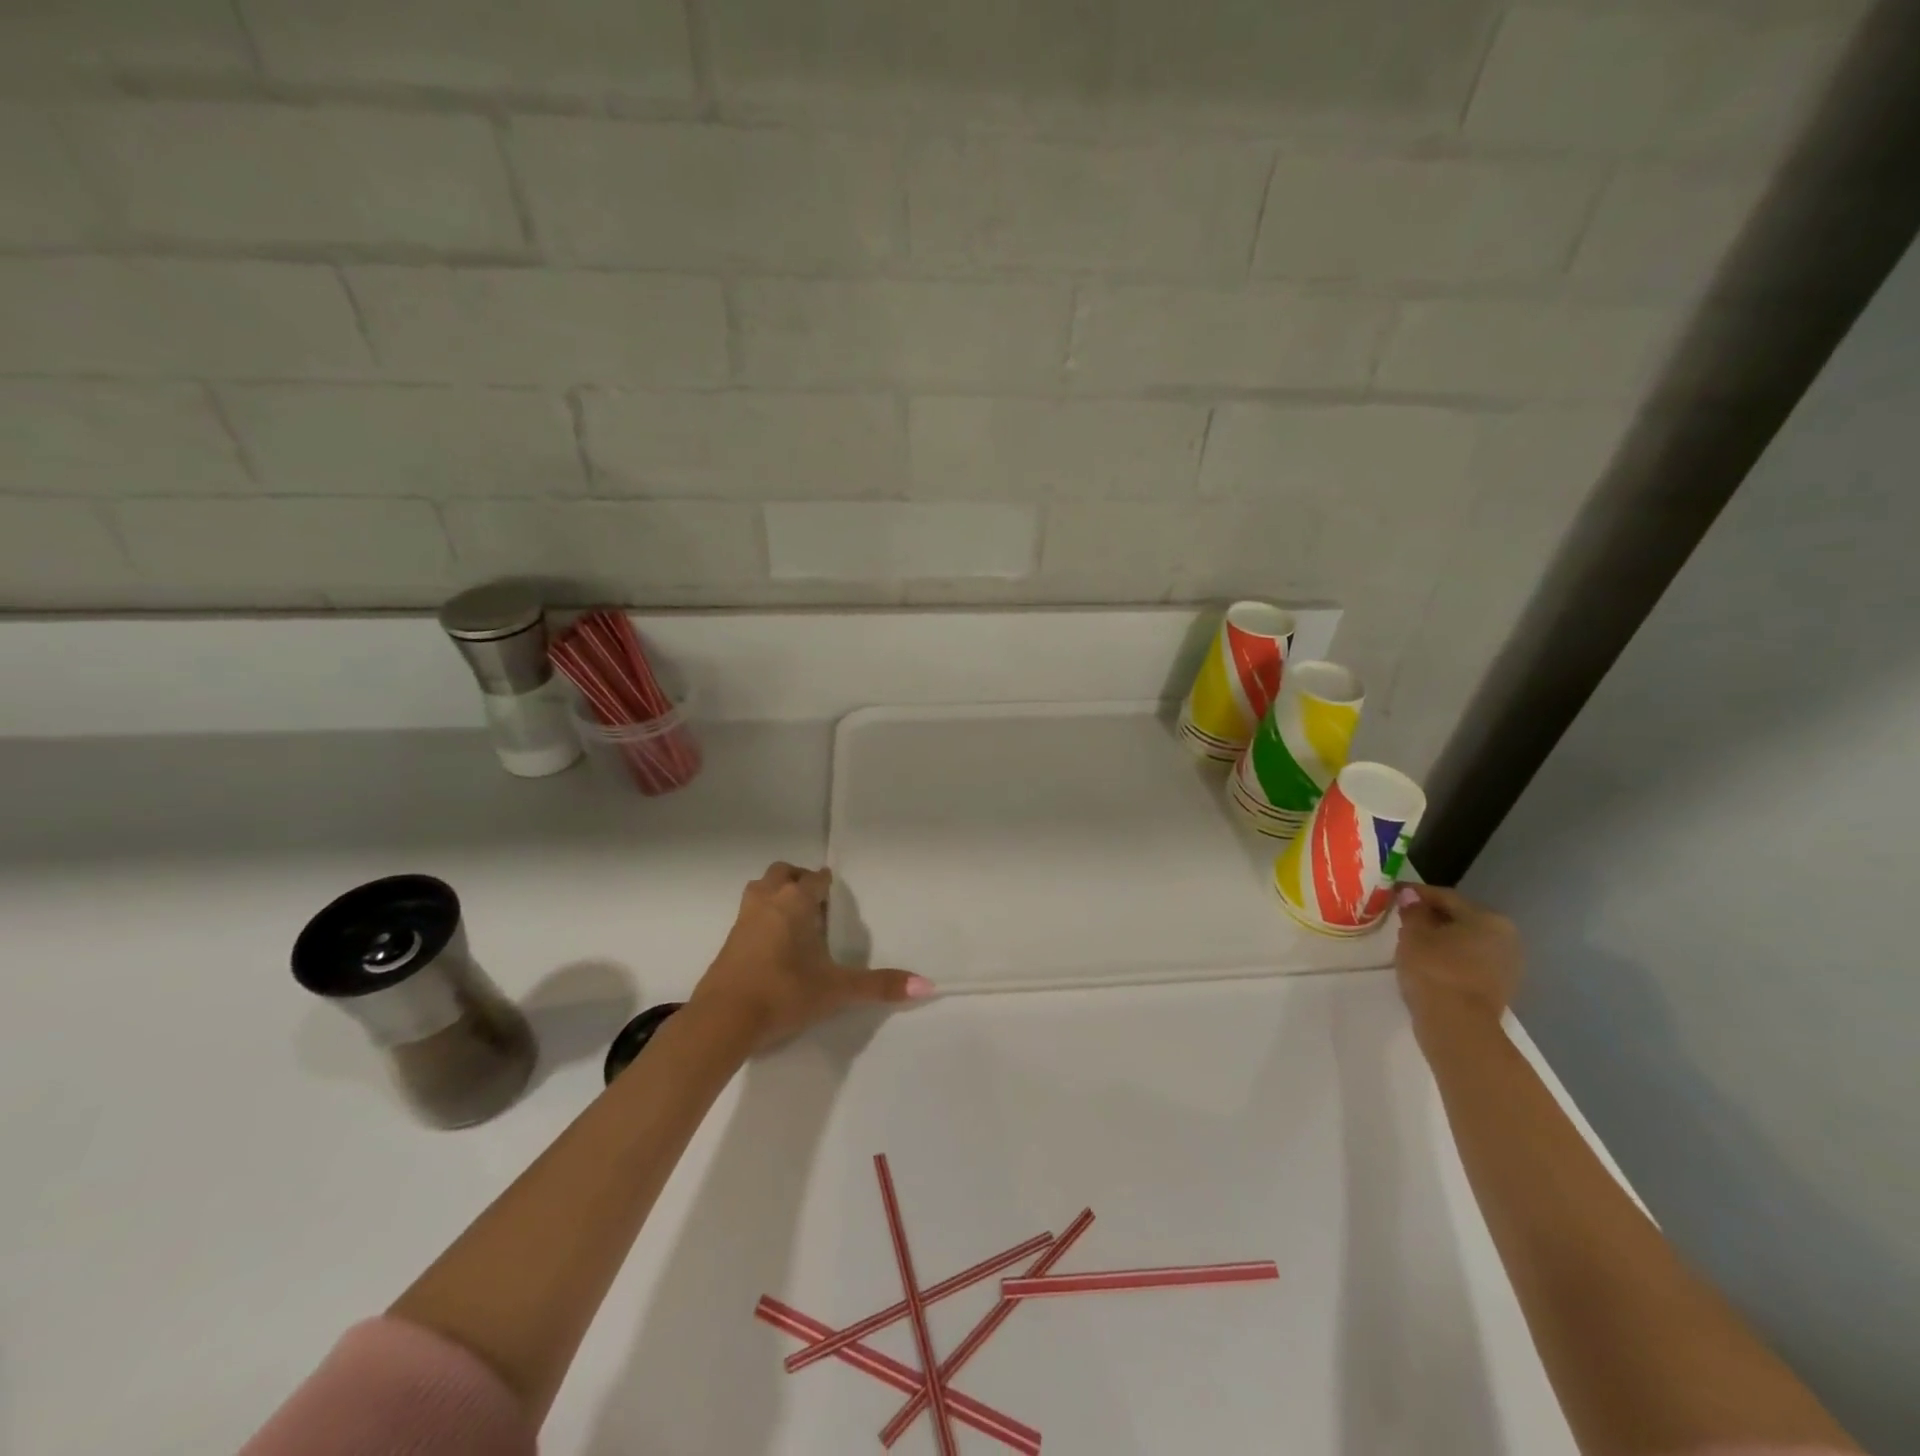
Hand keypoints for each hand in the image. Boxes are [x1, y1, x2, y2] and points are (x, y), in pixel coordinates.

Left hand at [690, 862, 934, 1051]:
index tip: (836, 895)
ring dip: (776, 895)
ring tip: (795, 921)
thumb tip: (927, 985)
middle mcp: (767, 901)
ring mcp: (743, 920)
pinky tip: (774, 946)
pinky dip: (762, 919)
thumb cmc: (784, 992)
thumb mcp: (836, 990)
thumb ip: (879, 985)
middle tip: (816, 903)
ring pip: (760, 891)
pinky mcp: (728, 942)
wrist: (723, 1020)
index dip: (826, 884)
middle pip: (781, 873)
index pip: (814, 879)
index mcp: (795, 902)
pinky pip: (748, 916)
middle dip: (798, 880)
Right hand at [1394, 884, 1521, 1039]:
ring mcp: (1507, 965)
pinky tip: (1428, 962)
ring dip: (1441, 938)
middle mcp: (1505, 938)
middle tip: (1402, 916)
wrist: (1458, 1026)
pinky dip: (1450, 957)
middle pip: (1460, 919)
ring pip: (1466, 942)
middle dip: (1432, 916)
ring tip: (1412, 940)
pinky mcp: (1500, 987)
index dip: (1416, 893)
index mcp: (1488, 919)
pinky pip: (1469, 962)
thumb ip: (1413, 911)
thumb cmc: (1434, 970)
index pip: (1446, 897)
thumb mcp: (1413, 934)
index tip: (1394, 892)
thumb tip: (1411, 895)